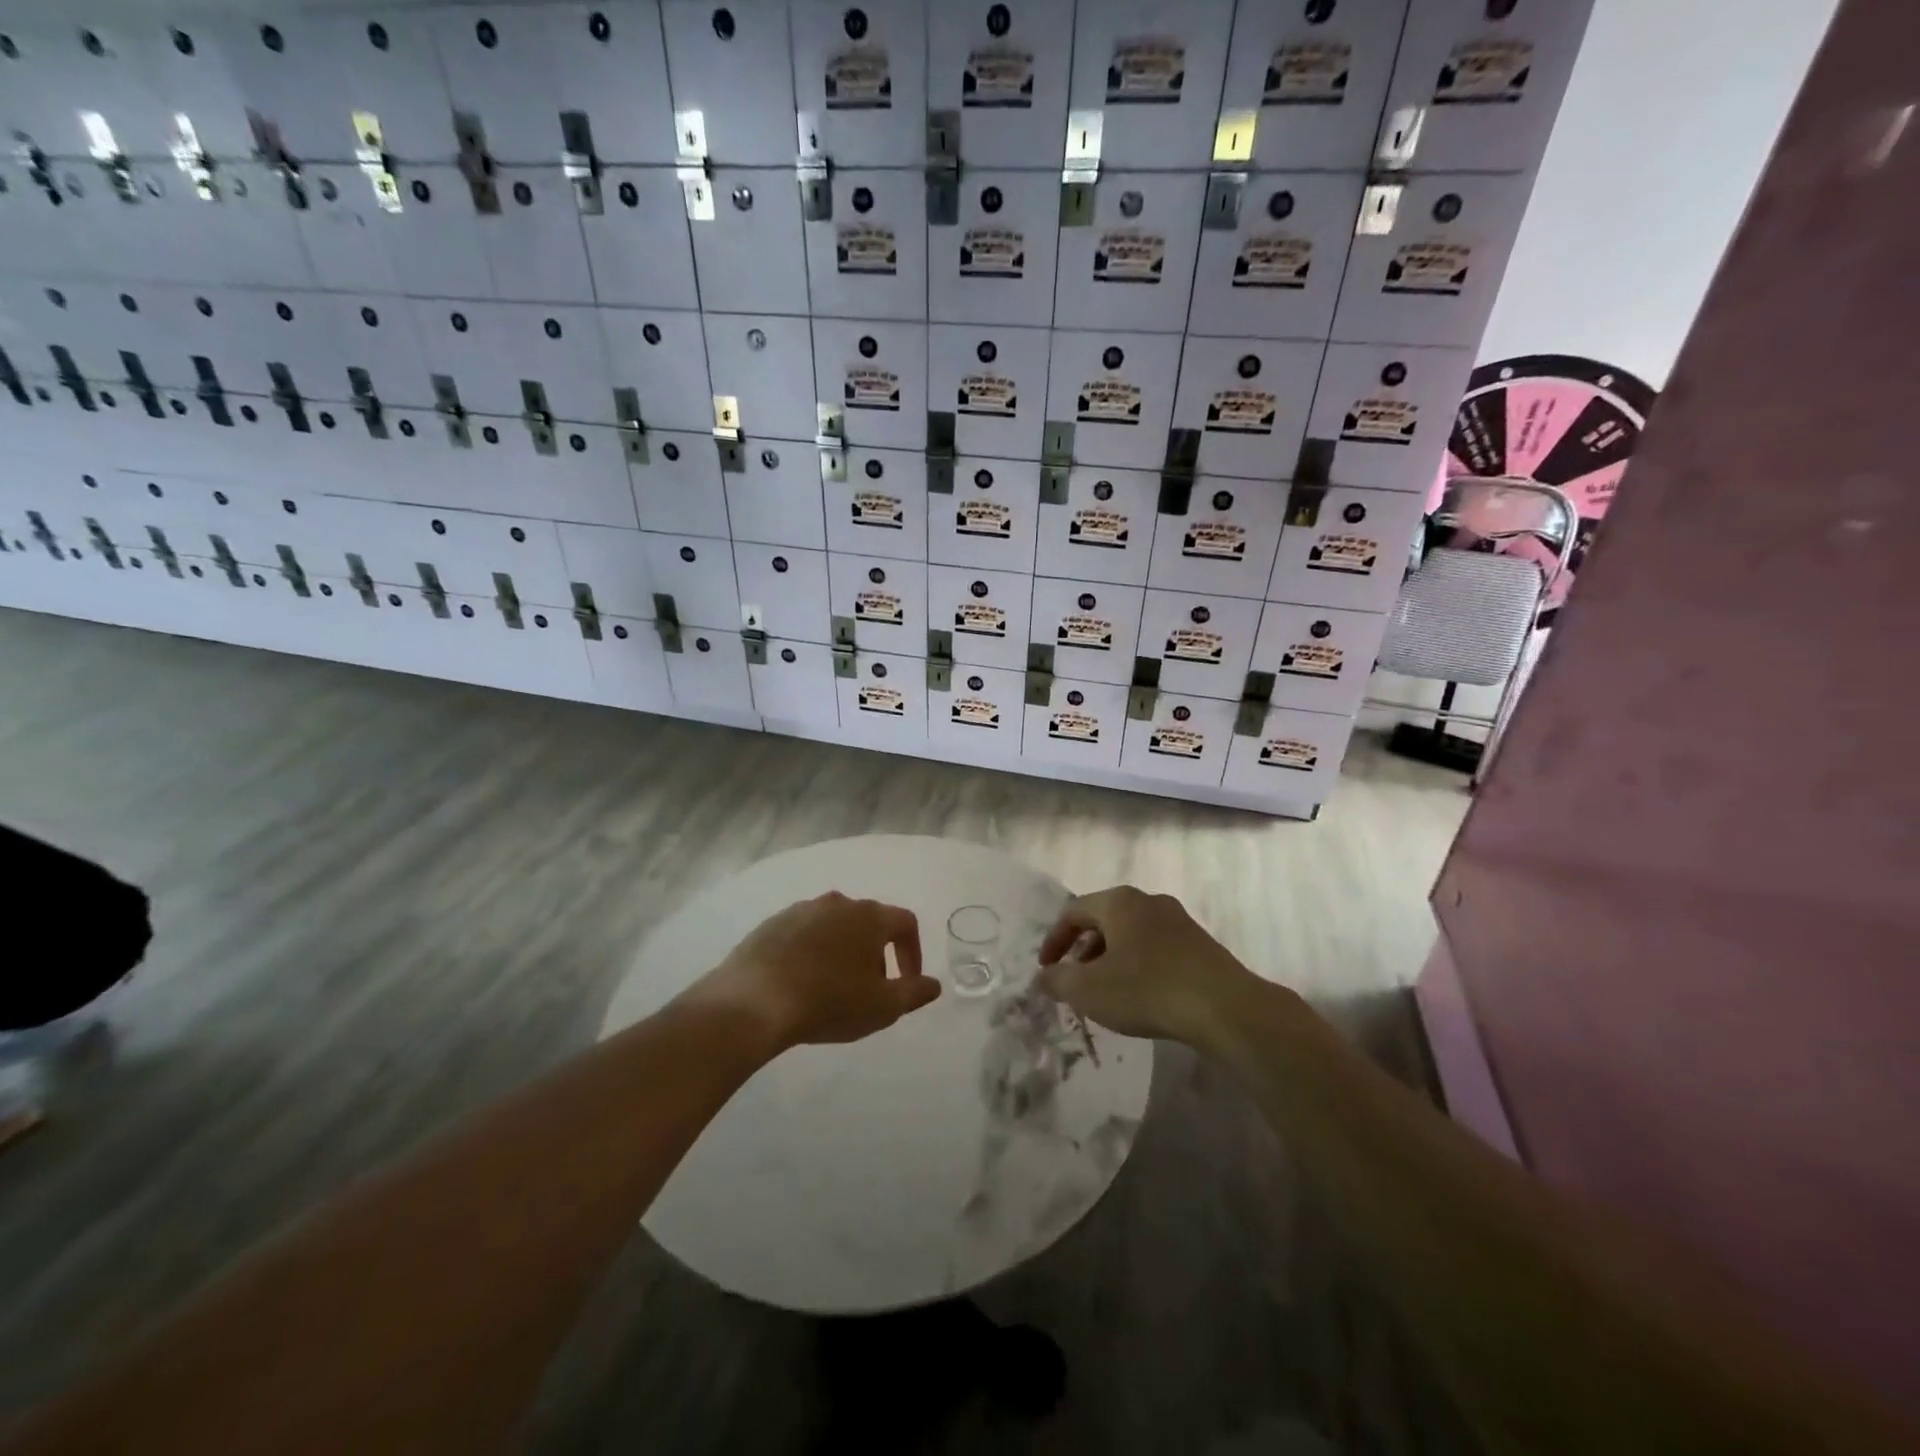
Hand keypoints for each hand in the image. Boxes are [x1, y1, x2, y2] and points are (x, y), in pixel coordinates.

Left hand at [689, 892, 938, 1053]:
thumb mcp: (882, 1007)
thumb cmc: (829, 1001)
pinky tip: (802, 981)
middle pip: (869, 921)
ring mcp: (802, 909)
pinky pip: (804, 933)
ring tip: (835, 987)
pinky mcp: (772, 923)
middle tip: (871, 988)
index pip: (905, 922)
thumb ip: (914, 992)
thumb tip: (934, 984)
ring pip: (835, 926)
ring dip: (843, 950)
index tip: (908, 981)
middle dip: (877, 953)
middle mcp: (838, 902)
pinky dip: (812, 951)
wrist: (754, 1001)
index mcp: (869, 916)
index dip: (913, 951)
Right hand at [1036, 886, 1258, 1045]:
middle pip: (1104, 919)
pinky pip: (1156, 948)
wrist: (1224, 1008)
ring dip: (1111, 959)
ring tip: (1106, 991)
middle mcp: (1149, 901)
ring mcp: (1179, 921)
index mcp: (1120, 902)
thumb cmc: (1146, 990)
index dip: (1054, 940)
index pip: (1073, 911)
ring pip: (1131, 934)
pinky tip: (1141, 996)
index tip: (1045, 969)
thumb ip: (1058, 980)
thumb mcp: (1089, 990)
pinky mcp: (1200, 945)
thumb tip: (1044, 976)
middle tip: (1074, 980)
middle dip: (1083, 950)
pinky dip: (1138, 965)